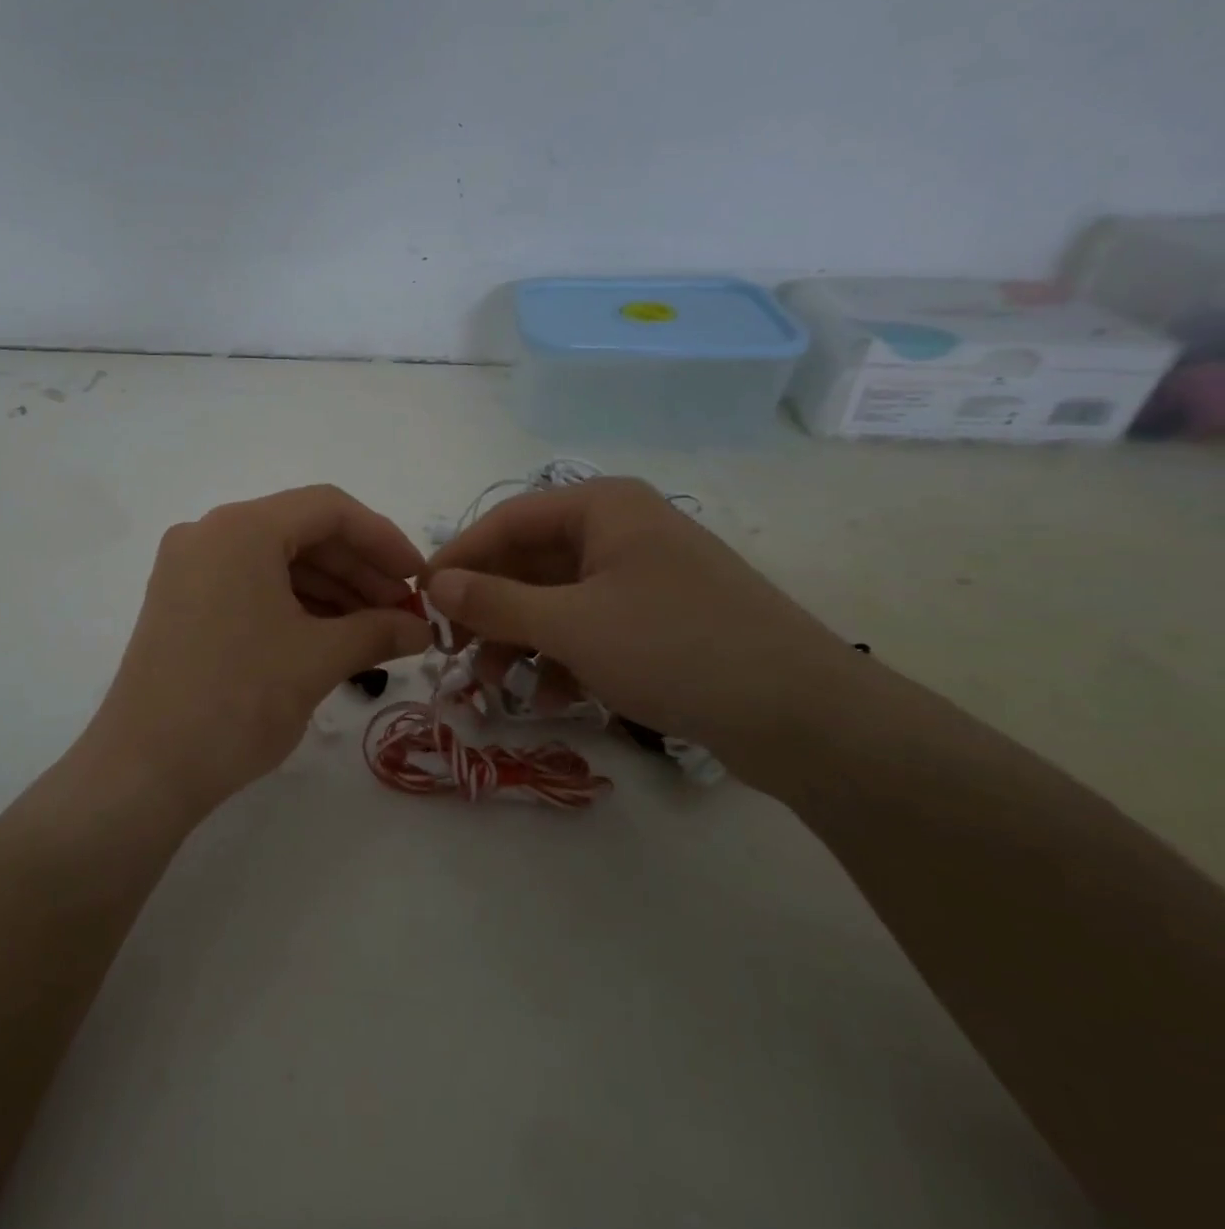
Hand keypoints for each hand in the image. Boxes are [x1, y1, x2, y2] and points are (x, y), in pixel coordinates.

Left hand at [89, 486, 432, 815]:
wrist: (144, 768)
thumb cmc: (237, 701)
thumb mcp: (317, 660)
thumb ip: (378, 632)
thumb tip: (422, 628)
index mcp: (240, 529)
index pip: (328, 509)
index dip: (383, 539)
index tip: (418, 578)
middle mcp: (208, 534)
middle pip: (301, 533)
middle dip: (358, 570)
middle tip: (402, 612)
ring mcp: (188, 568)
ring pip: (275, 561)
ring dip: (329, 590)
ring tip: (374, 630)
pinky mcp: (180, 602)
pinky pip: (248, 584)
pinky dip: (292, 603)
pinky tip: (329, 635)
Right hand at [424, 477, 863, 780]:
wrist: (806, 719)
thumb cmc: (676, 648)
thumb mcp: (570, 626)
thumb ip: (493, 602)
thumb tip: (433, 584)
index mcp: (602, 508)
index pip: (505, 521)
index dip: (458, 559)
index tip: (421, 600)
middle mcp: (619, 532)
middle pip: (528, 563)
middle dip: (490, 612)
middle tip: (454, 653)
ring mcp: (640, 578)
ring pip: (554, 601)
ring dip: (520, 642)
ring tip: (497, 687)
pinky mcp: (656, 621)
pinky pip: (587, 628)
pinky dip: (560, 658)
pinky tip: (548, 699)